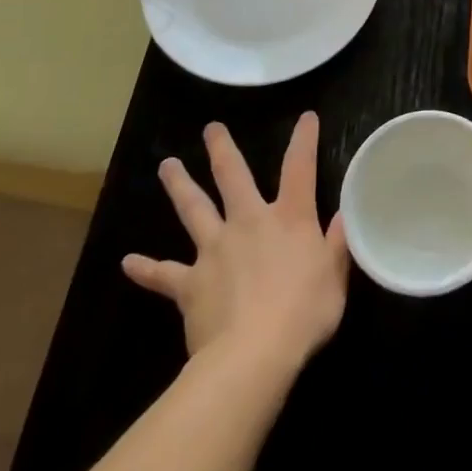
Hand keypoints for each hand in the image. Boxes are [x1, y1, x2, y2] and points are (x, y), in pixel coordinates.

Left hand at [121, 112, 349, 374]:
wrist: (252, 354)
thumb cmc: (304, 313)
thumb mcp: (335, 276)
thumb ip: (337, 243)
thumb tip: (343, 215)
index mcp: (290, 218)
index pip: (300, 168)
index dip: (304, 140)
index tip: (306, 116)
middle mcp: (250, 222)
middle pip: (233, 177)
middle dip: (223, 150)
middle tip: (211, 128)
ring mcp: (215, 250)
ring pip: (194, 210)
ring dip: (180, 186)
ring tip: (167, 165)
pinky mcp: (190, 283)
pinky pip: (163, 275)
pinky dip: (146, 268)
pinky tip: (128, 262)